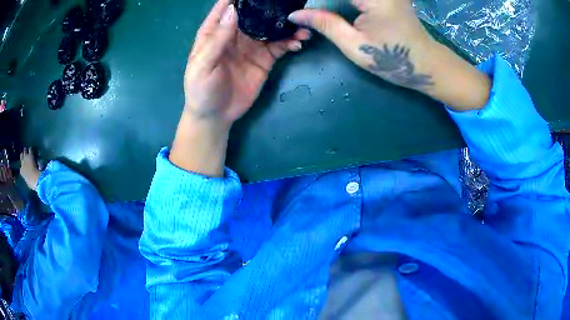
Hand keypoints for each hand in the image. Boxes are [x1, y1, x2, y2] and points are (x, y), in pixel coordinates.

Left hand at [184, 0, 310, 127]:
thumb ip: (217, 39)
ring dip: (286, 25)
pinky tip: (299, 42)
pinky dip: (290, 42)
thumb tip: (234, 11)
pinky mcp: (264, 59)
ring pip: (271, 28)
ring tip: (302, 25)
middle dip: (270, 7)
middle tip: (290, 3)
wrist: (215, 116)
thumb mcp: (203, 65)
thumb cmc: (201, 89)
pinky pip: (280, 46)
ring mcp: (252, 46)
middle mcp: (235, 34)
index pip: (227, 7)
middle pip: (254, 13)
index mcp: (215, 31)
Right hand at [289, 0, 490, 110]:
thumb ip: (325, 23)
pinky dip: (343, 0)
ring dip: (333, 1)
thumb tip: (296, 14)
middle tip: (310, 11)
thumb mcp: (354, 44)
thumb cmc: (392, 58)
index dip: (314, 0)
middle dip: (324, 0)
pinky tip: (335, 6)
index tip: (300, 8)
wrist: (424, 62)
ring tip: (321, 9)